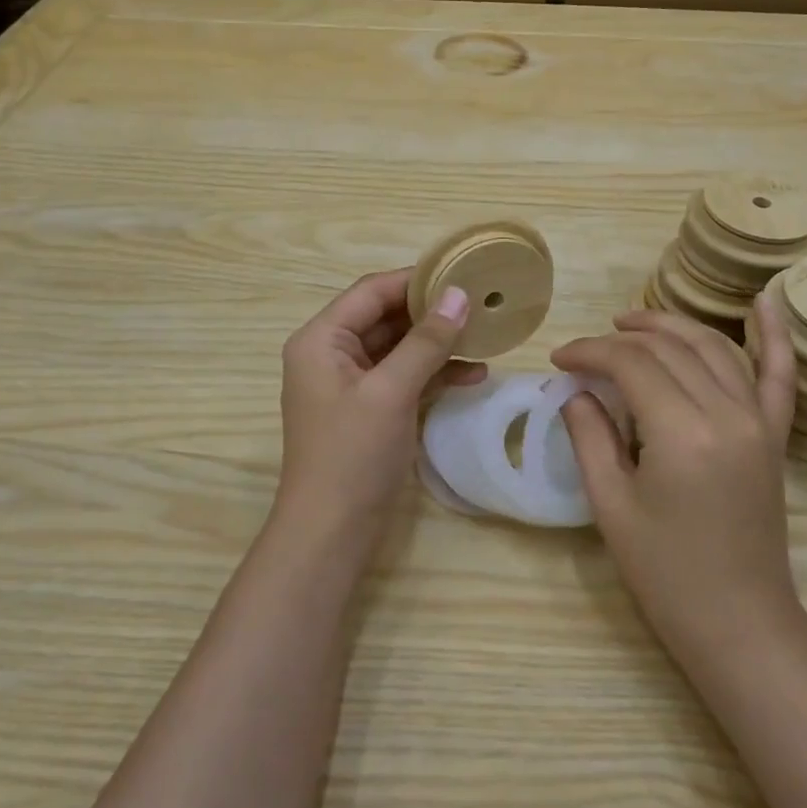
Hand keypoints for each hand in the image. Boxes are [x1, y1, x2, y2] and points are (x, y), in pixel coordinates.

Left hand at [275, 269, 485, 543]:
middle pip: (386, 317)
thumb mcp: (391, 391)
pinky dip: (434, 374)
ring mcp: (351, 383)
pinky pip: (404, 377)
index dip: (416, 280)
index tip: (462, 274)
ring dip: (438, 344)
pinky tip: (474, 375)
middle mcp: (331, 353)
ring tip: (485, 337)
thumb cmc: (353, 455)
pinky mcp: (370, 409)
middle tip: (481, 303)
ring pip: (399, 348)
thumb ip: (426, 341)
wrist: (331, 533)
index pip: (371, 292)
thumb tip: (459, 294)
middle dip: (432, 312)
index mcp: (321, 339)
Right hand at [551, 301, 799, 659]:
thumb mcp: (611, 505)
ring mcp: (759, 421)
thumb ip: (590, 436)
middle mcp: (727, 413)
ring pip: (713, 347)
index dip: (589, 352)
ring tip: (631, 322)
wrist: (738, 622)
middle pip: (669, 348)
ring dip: (671, 325)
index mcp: (682, 433)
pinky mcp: (775, 434)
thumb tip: (576, 391)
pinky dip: (774, 334)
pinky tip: (765, 300)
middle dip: (620, 338)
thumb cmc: (665, 573)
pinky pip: (780, 374)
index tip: (559, 359)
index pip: (630, 364)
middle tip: (586, 349)